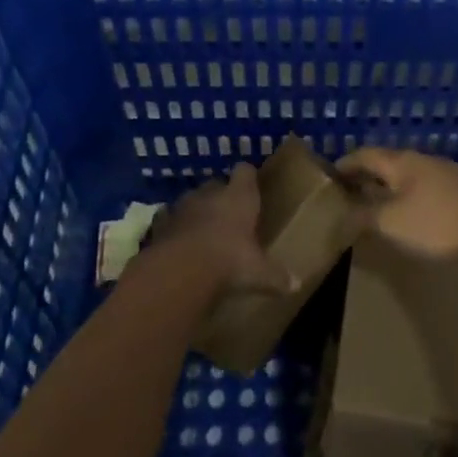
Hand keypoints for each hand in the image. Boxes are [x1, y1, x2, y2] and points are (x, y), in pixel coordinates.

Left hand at [137, 164, 294, 296]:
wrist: (180, 270)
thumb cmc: (229, 260)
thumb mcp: (259, 272)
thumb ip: (276, 276)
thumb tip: (297, 285)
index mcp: (239, 197)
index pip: (245, 172)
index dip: (248, 177)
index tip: (252, 184)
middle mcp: (210, 194)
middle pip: (216, 184)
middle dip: (221, 196)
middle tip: (229, 214)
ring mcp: (182, 207)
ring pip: (191, 200)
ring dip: (196, 211)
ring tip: (203, 230)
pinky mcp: (160, 224)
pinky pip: (169, 220)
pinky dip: (174, 229)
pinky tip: (178, 243)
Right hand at [336, 147, 457, 267]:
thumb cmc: (438, 223)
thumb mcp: (391, 223)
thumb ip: (363, 216)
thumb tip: (343, 213)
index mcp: (401, 162)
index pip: (364, 155)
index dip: (344, 165)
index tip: (328, 177)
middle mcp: (423, 160)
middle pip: (387, 163)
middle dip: (366, 176)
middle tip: (347, 193)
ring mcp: (446, 175)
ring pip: (408, 176)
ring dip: (388, 187)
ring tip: (375, 205)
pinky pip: (425, 189)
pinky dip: (408, 197)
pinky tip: (410, 216)